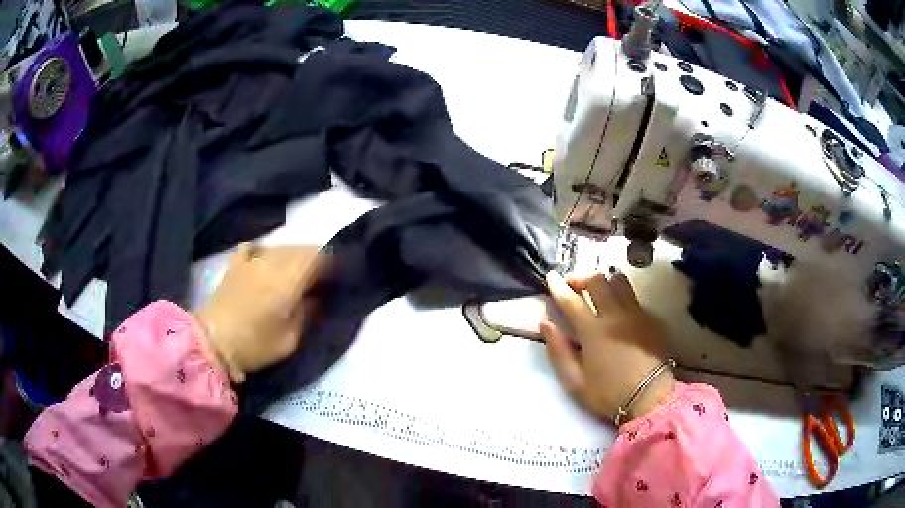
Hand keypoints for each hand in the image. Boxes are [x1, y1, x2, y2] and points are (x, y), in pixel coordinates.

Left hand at [194, 244, 326, 383]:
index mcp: (288, 280)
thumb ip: (307, 313)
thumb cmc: (255, 345)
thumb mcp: (290, 339)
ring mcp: (251, 260)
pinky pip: (256, 247)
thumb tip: (317, 296)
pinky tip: (267, 261)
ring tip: (298, 272)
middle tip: (321, 277)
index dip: (333, 263)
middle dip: (316, 258)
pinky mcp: (236, 264)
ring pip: (281, 246)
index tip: (338, 276)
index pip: (319, 257)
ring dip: (294, 255)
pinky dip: (267, 251)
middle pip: (301, 248)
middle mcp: (272, 262)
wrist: (213, 342)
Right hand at [540, 270, 673, 423]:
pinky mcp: (651, 318)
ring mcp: (636, 313)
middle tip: (573, 285)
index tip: (551, 276)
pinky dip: (622, 296)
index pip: (571, 299)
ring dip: (605, 280)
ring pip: (619, 280)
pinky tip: (620, 310)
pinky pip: (634, 297)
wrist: (650, 398)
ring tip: (599, 290)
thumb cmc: (608, 393)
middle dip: (581, 277)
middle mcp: (615, 315)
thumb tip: (545, 323)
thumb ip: (558, 350)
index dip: (558, 286)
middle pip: (597, 280)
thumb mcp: (574, 381)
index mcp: (593, 331)